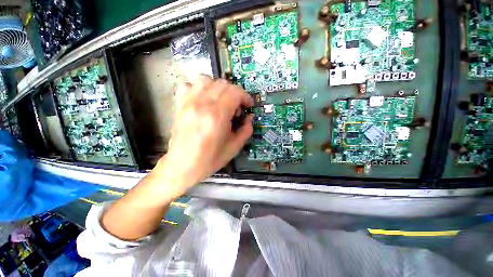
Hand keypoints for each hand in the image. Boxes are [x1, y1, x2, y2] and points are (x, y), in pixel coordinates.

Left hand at [149, 75, 253, 197]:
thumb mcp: (234, 147)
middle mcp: (202, 105)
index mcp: (217, 116)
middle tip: (236, 108)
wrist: (183, 165)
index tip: (248, 105)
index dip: (245, 97)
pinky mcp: (180, 105)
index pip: (235, 92)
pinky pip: (189, 85)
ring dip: (218, 88)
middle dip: (235, 93)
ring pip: (206, 79)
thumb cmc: (210, 159)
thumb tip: (250, 118)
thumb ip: (246, 130)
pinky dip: (199, 88)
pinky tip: (204, 99)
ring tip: (221, 101)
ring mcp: (188, 103)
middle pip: (223, 84)